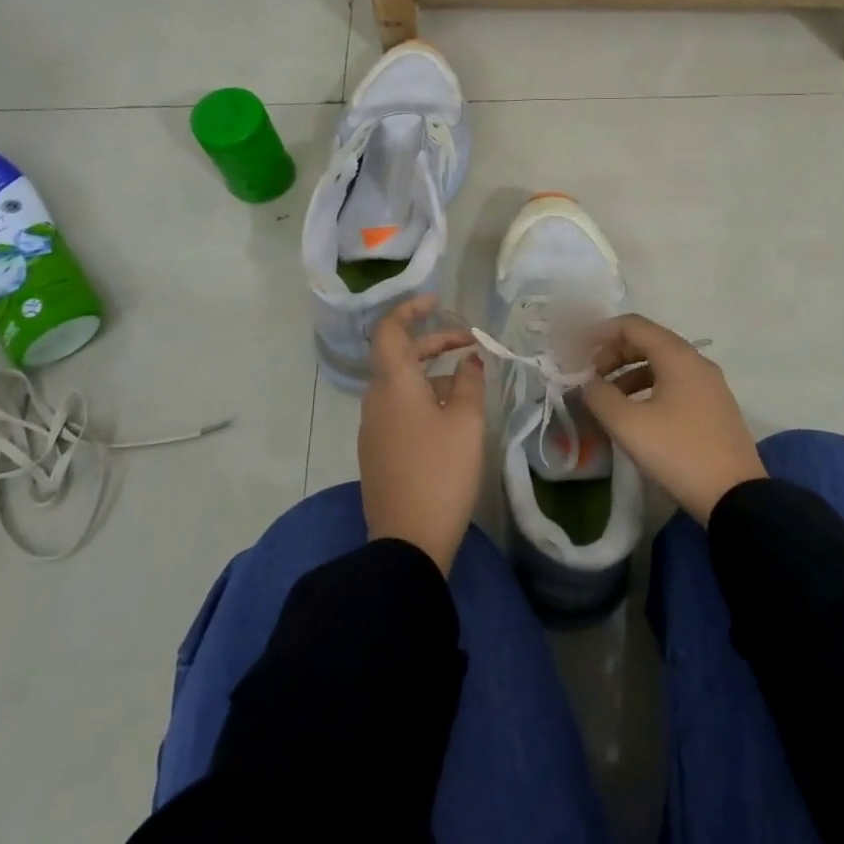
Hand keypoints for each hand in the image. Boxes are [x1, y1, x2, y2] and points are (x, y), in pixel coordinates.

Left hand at [358, 296, 485, 573]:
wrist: (407, 541)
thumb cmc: (441, 472)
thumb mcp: (466, 422)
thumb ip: (469, 382)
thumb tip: (469, 360)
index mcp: (393, 384)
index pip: (391, 330)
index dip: (411, 309)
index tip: (438, 303)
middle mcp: (376, 399)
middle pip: (400, 356)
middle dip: (434, 343)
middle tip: (470, 344)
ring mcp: (373, 427)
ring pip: (401, 384)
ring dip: (432, 372)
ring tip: (468, 381)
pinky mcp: (378, 451)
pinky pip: (399, 408)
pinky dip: (423, 397)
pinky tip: (450, 415)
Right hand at [582, 314, 765, 523]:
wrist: (735, 497)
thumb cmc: (678, 453)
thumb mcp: (629, 425)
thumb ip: (599, 396)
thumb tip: (585, 382)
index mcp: (678, 356)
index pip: (633, 326)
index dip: (599, 332)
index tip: (575, 350)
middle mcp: (697, 362)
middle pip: (648, 341)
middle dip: (613, 354)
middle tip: (589, 377)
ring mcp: (709, 385)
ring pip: (661, 364)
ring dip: (629, 373)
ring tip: (606, 398)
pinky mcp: (714, 407)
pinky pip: (675, 383)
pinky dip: (648, 388)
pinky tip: (635, 413)